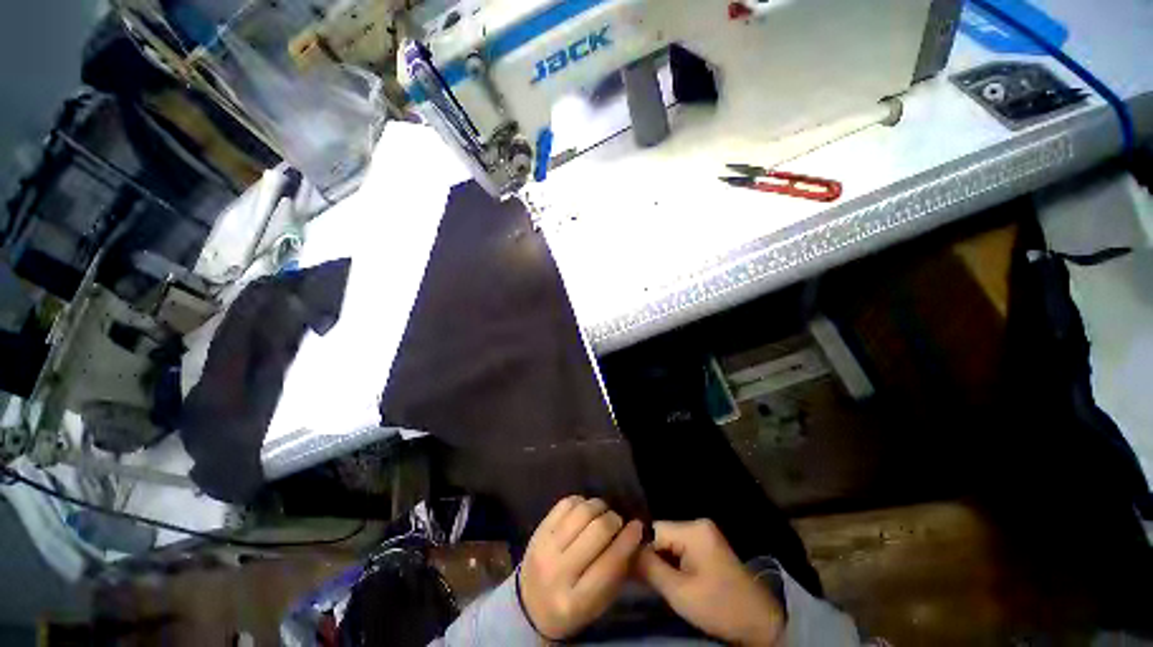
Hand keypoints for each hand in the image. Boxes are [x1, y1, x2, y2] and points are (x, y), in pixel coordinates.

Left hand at [518, 496, 643, 639]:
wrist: (530, 605)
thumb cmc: (571, 607)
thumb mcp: (598, 602)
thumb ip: (618, 571)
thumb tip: (634, 534)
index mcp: (576, 600)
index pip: (610, 563)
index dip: (628, 540)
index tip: (638, 526)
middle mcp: (558, 572)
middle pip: (596, 531)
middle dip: (614, 520)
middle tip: (619, 521)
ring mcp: (544, 547)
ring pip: (581, 512)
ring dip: (599, 506)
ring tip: (603, 512)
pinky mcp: (538, 530)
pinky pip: (565, 503)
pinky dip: (581, 501)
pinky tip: (585, 510)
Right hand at [636, 519, 784, 646]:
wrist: (760, 624)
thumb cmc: (719, 606)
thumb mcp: (679, 592)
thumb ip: (649, 568)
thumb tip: (625, 551)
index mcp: (693, 529)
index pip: (654, 530)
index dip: (642, 550)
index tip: (633, 571)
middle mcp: (698, 524)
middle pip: (662, 535)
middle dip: (653, 557)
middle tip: (646, 581)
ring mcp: (705, 534)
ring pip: (670, 543)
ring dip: (663, 562)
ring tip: (659, 583)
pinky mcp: (709, 546)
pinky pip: (681, 548)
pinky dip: (674, 563)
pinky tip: (674, 580)